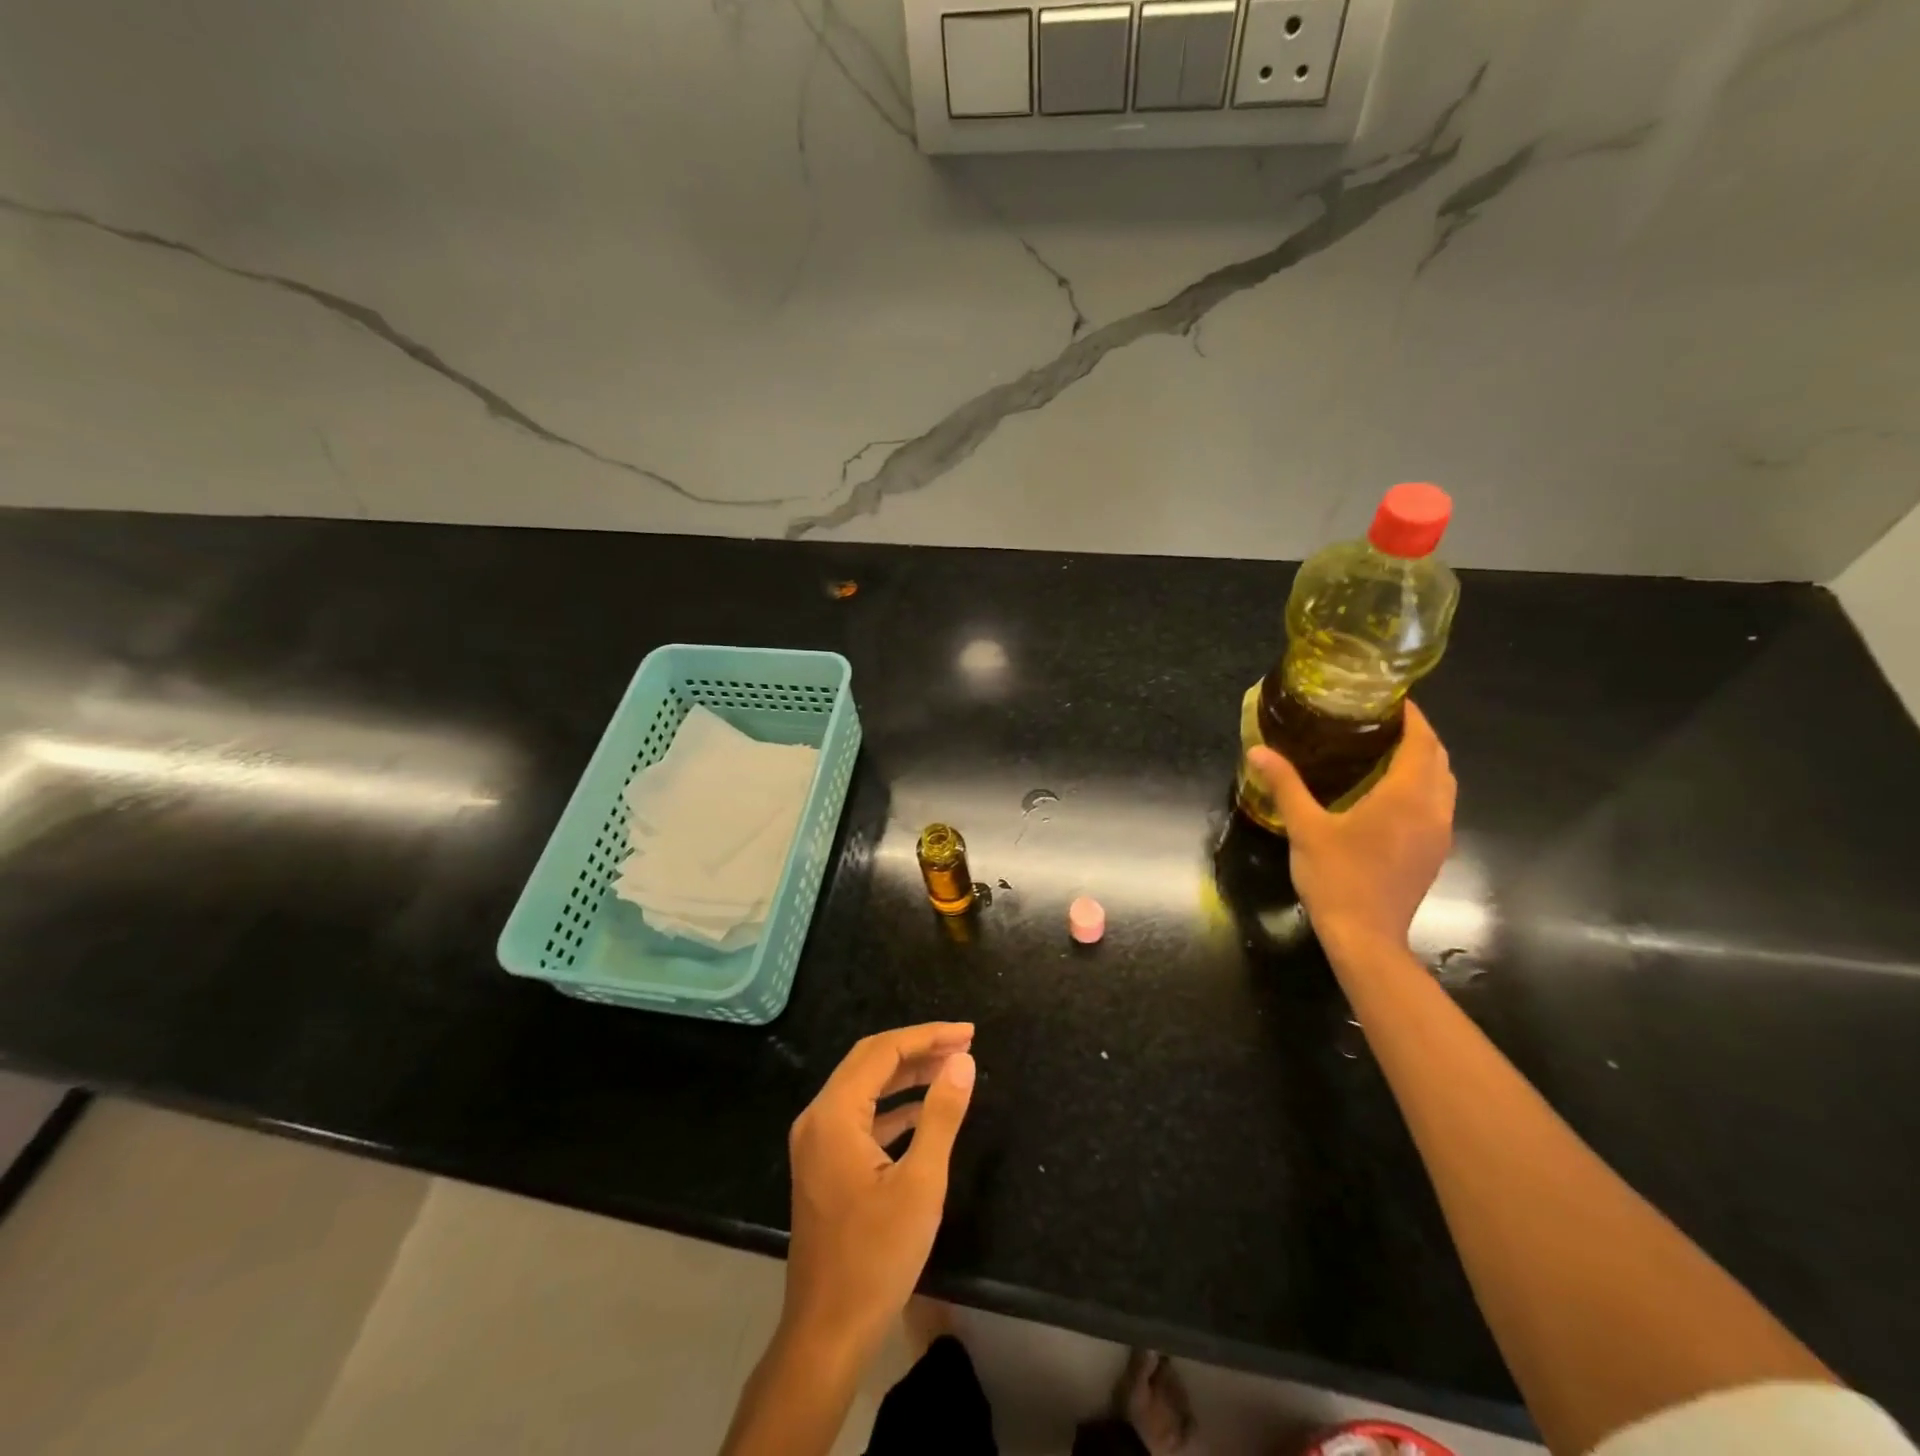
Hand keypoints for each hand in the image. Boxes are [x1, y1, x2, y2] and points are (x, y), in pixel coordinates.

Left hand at [782, 1023, 977, 1361]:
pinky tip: (923, 1110)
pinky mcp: (824, 1164)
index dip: (927, 1036)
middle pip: (870, 1061)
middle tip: (964, 1044)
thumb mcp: (921, 1183)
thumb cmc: (876, 1257)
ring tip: (951, 1069)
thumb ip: (941, 1115)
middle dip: (918, 1048)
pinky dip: (893, 1106)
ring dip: (907, 1075)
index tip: (968, 1033)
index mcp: (834, 1114)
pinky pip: (860, 1116)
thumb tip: (963, 1061)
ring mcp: (816, 1142)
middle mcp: (818, 1118)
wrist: (827, 1332)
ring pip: (865, 1087)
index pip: (882, 1051)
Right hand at [1247, 699, 1455, 951]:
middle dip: (1419, 736)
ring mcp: (1438, 834)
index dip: (1413, 717)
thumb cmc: (1337, 877)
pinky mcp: (1434, 853)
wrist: (1366, 936)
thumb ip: (1285, 785)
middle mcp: (1432, 810)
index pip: (1422, 742)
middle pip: (1439, 760)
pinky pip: (1438, 806)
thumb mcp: (1305, 828)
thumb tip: (1258, 750)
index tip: (1392, 699)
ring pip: (1444, 784)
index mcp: (1406, 796)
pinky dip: (1423, 788)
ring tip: (1388, 753)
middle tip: (1383, 724)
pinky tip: (1391, 796)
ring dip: (1425, 763)